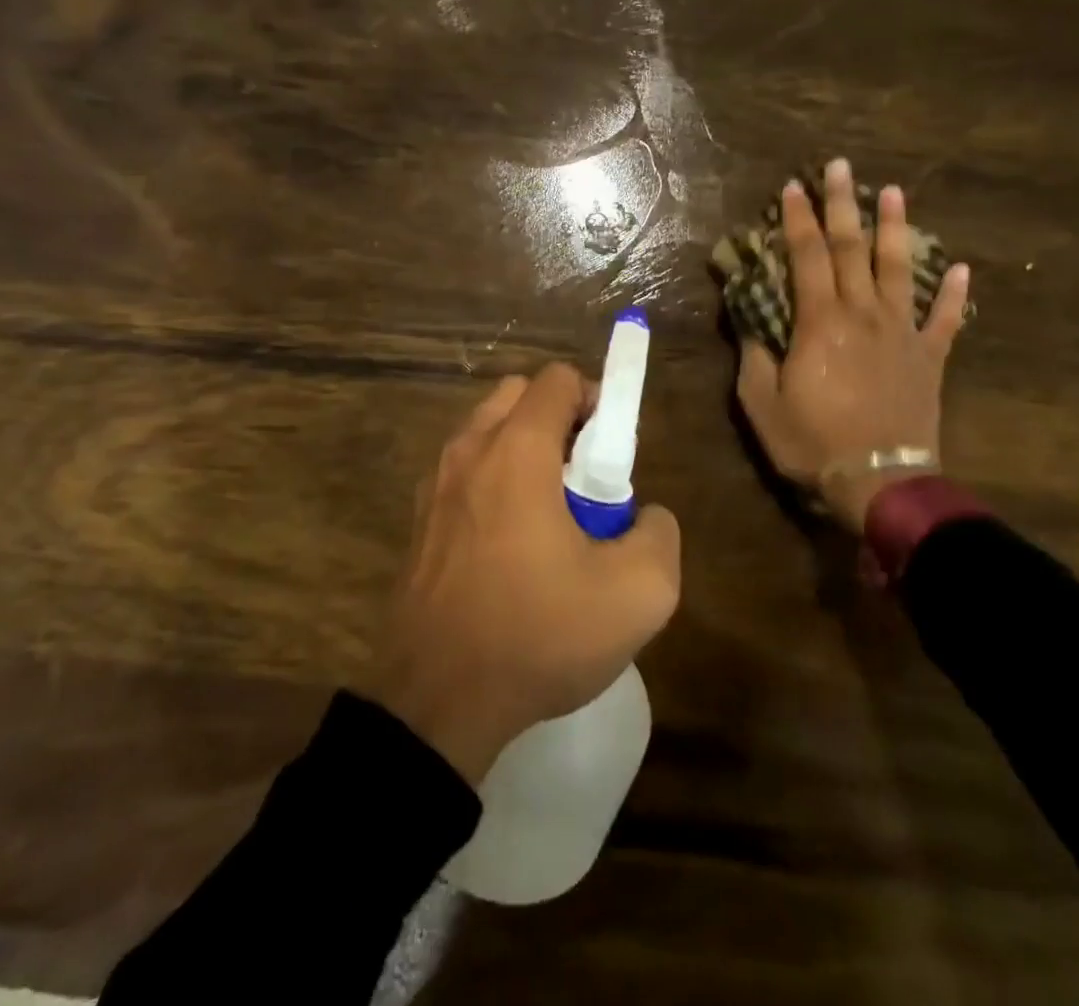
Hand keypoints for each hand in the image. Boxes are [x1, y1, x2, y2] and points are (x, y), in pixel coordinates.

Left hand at [367, 363, 681, 784]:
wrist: (437, 699)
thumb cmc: (538, 633)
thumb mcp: (639, 593)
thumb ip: (659, 534)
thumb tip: (644, 516)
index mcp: (516, 449)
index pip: (557, 379)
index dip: (595, 400)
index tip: (611, 453)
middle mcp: (468, 449)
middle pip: (518, 396)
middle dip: (558, 420)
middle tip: (583, 479)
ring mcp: (435, 483)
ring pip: (487, 432)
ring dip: (524, 450)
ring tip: (550, 515)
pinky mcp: (419, 519)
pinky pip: (465, 472)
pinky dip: (493, 480)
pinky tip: (510, 545)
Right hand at [736, 158, 970, 531]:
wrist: (879, 483)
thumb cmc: (812, 442)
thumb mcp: (761, 403)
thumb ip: (753, 355)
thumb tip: (748, 320)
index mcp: (820, 322)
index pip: (806, 257)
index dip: (798, 220)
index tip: (793, 187)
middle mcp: (863, 315)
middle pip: (852, 250)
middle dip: (843, 205)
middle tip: (841, 167)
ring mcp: (902, 334)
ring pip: (900, 270)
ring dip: (895, 229)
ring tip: (895, 192)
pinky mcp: (929, 359)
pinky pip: (944, 320)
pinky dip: (953, 294)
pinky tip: (961, 268)